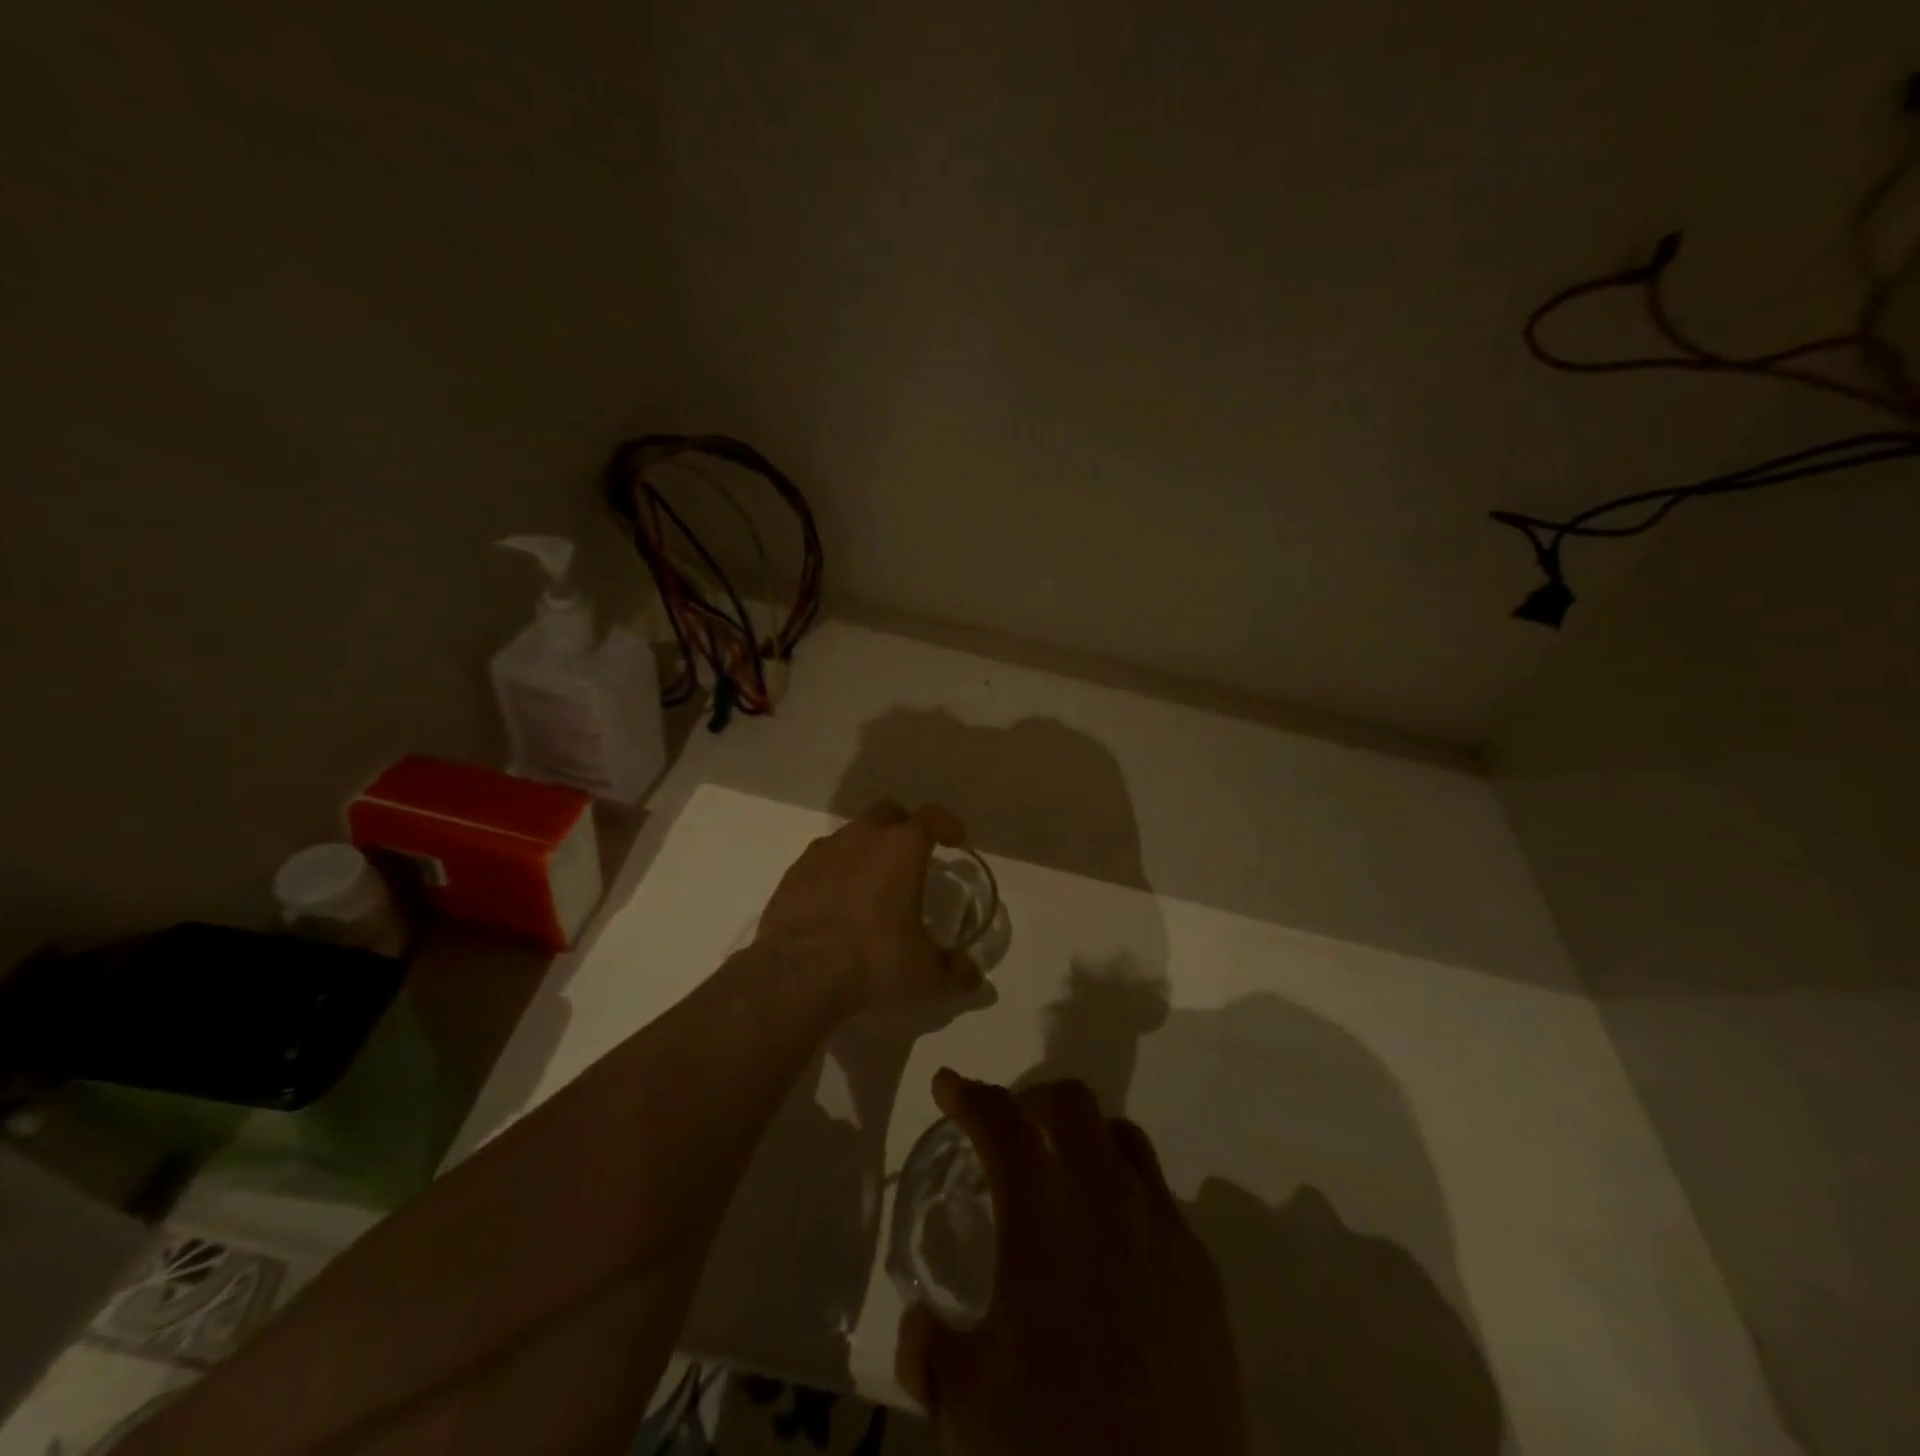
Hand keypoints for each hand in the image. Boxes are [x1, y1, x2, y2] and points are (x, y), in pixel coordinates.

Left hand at [755, 800, 982, 1015]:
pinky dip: (834, 871)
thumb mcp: (926, 976)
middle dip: (904, 827)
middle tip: (913, 855)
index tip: (956, 838)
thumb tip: (973, 977)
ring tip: (873, 883)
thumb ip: (955, 973)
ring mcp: (823, 852)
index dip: (948, 824)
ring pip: (851, 834)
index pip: (932, 818)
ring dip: (866, 849)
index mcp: (902, 848)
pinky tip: (836, 902)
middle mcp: (862, 838)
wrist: (797, 975)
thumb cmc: (874, 962)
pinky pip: (822, 860)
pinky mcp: (793, 873)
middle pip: (888, 813)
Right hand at [899, 1072, 1250, 1455]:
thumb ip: (931, 1351)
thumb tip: (919, 1328)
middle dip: (1032, 1100)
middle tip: (1011, 1129)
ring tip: (1065, 1178)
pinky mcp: (1202, 1268)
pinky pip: (1158, 1199)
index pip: (1000, 1121)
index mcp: (1042, 1210)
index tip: (948, 1085)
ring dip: (1086, 1140)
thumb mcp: (968, 1404)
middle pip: (1071, 1104)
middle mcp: (1106, 1195)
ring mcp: (1162, 1225)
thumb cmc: (1054, 1445)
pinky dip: (1125, 1196)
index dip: (968, 1095)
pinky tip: (1113, 1252)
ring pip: (1123, 1139)